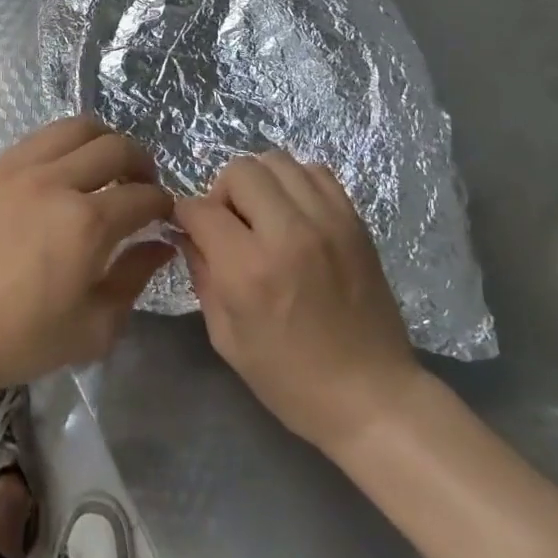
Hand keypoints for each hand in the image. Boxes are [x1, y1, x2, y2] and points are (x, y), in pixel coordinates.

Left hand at [0, 117, 173, 401]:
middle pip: (115, 146)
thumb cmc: (23, 340)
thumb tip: (161, 244)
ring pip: (74, 128)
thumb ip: (135, 277)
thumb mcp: (96, 326)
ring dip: (101, 142)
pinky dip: (61, 147)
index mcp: (86, 223)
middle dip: (141, 162)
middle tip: (141, 184)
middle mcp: (55, 182)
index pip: (143, 195)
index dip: (163, 203)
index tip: (163, 214)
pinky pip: (36, 140)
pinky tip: (60, 174)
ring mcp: (17, 169)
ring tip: (103, 167)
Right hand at [174, 152, 417, 455]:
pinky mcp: (354, 221)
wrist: (372, 396)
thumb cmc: (290, 380)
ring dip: (260, 182)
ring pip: (278, 161)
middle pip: (240, 170)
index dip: (186, 215)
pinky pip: (316, 172)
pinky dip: (296, 183)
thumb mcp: (227, 338)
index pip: (201, 209)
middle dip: (222, 192)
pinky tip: (295, 213)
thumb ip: (202, 275)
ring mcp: (327, 222)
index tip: (189, 227)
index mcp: (249, 270)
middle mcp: (287, 233)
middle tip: (230, 224)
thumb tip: (189, 234)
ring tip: (263, 215)